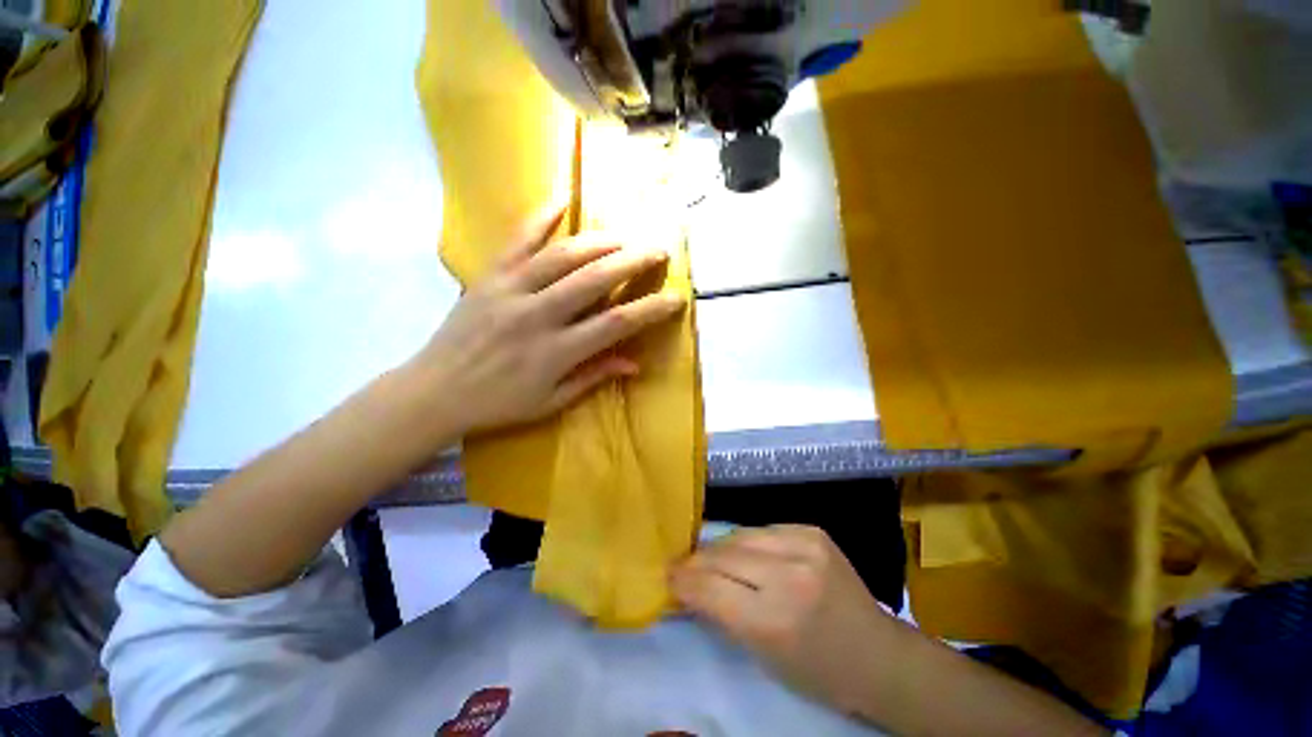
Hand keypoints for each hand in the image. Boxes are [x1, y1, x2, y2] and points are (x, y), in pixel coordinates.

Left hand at [413, 206, 685, 434]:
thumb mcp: (551, 401)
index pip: (616, 323)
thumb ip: (594, 377)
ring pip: (563, 255)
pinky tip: (563, 199)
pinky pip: (517, 240)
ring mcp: (511, 290)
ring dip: (600, 241)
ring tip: (624, 236)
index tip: (676, 298)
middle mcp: (538, 315)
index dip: (651, 309)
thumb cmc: (498, 403)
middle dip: (633, 261)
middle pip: (595, 279)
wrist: (435, 391)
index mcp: (556, 351)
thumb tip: (634, 363)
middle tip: (658, 250)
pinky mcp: (489, 277)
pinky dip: (541, 216)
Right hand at [671, 525, 893, 714]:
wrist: (877, 653)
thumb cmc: (817, 671)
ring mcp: (804, 546)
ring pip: (740, 534)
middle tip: (682, 565)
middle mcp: (789, 575)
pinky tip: (748, 553)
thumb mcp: (763, 657)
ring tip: (711, 557)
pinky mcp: (812, 530)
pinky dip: (748, 540)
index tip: (667, 576)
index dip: (684, 580)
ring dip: (721, 547)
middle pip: (723, 554)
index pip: (711, 588)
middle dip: (697, 560)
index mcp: (775, 620)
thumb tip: (688, 585)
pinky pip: (764, 528)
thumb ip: (722, 615)